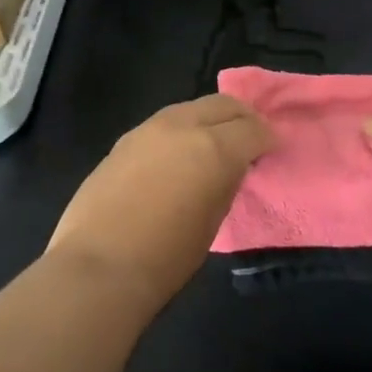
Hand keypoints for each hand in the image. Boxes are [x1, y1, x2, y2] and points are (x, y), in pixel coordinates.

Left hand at [45, 95, 272, 311]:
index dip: (267, 138)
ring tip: (216, 142)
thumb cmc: (166, 257)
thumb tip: (229, 167)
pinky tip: (179, 153)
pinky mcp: (125, 140)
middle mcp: (183, 126)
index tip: (272, 149)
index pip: (253, 129)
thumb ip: (225, 182)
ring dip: (210, 119)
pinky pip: (165, 124)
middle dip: (243, 117)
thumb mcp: (213, 220)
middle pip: (223, 104)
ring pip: (191, 108)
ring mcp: (149, 129)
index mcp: (214, 147)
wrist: (99, 267)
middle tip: (251, 136)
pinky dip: (182, 130)